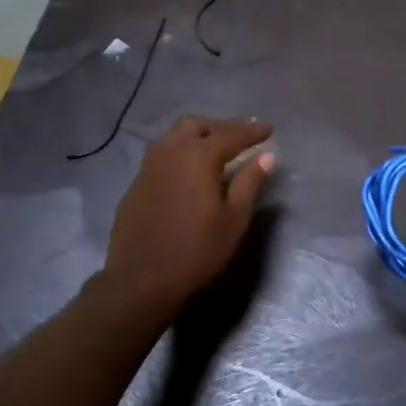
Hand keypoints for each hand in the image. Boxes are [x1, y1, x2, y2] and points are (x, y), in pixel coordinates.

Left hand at [101, 116, 274, 319]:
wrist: (142, 279)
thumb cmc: (197, 251)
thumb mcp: (234, 219)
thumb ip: (249, 182)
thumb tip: (266, 156)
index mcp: (198, 157)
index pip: (230, 135)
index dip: (252, 131)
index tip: (269, 129)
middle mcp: (170, 152)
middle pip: (196, 126)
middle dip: (221, 127)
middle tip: (240, 138)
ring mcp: (148, 167)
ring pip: (174, 137)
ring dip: (197, 137)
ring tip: (215, 150)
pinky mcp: (136, 184)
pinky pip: (161, 156)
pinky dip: (180, 154)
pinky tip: (188, 173)